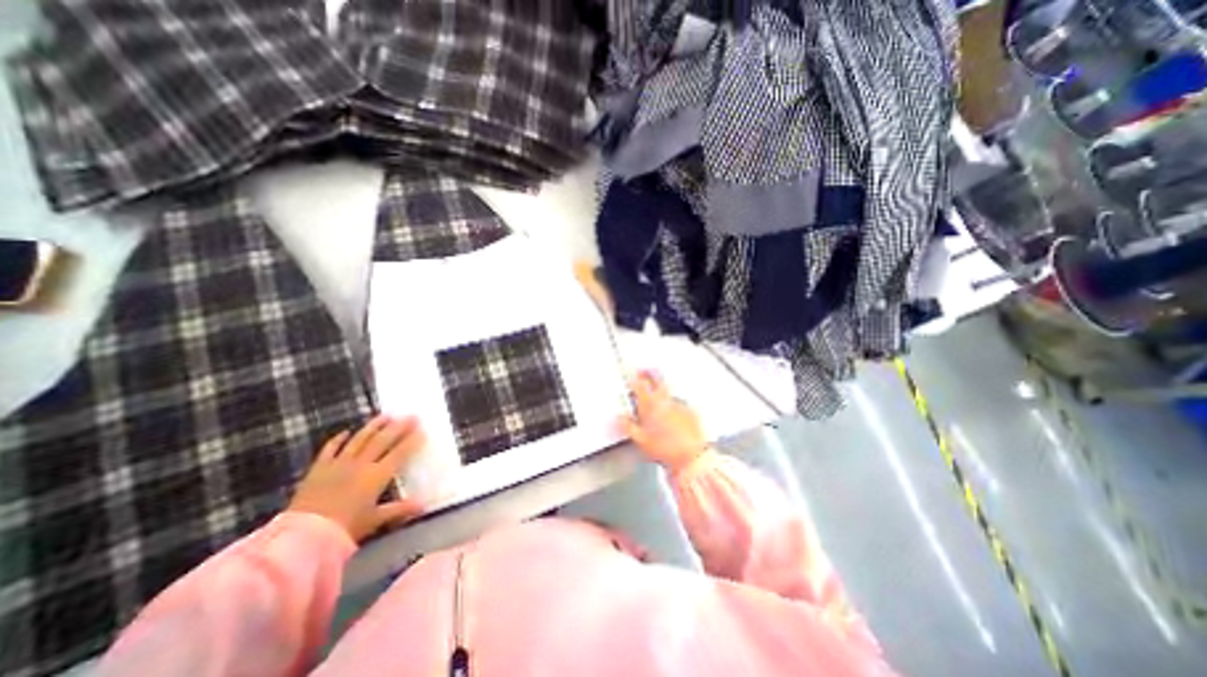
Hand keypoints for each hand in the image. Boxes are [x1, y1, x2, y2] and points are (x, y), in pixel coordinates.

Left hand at [286, 415, 424, 542]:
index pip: (399, 453)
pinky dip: (339, 439)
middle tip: (411, 416)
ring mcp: (339, 464)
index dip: (412, 441)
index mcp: (377, 476)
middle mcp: (361, 464)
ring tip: (386, 415)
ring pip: (360, 439)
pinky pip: (330, 449)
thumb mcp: (374, 520)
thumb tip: (422, 505)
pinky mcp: (319, 468)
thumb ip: (399, 509)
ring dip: (374, 426)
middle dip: (399, 427)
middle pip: (383, 440)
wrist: (303, 536)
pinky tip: (346, 431)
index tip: (422, 431)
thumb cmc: (345, 528)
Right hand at [623, 370, 707, 476]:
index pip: (640, 385)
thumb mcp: (640, 440)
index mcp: (651, 405)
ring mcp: (680, 404)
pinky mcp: (691, 411)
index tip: (632, 378)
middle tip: (644, 371)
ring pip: (669, 392)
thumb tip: (619, 417)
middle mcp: (665, 401)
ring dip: (662, 392)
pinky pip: (680, 403)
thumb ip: (627, 426)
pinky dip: (675, 406)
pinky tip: (673, 415)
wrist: (691, 456)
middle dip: (650, 373)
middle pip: (657, 379)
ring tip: (658, 400)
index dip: (635, 379)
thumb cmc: (665, 449)